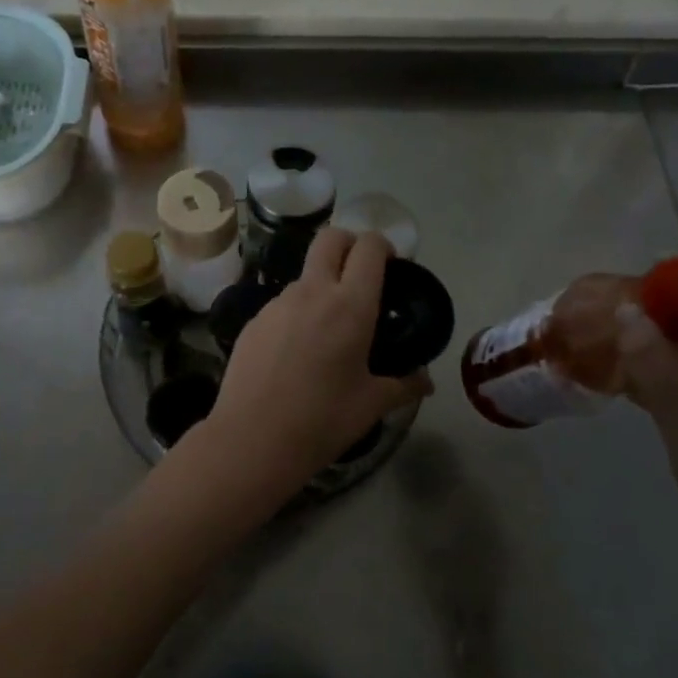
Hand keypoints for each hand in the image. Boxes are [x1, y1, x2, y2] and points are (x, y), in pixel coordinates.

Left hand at [186, 228, 428, 502]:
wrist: (251, 440)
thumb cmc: (322, 420)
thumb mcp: (372, 404)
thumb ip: (404, 385)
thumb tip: (426, 382)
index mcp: (350, 305)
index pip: (369, 247)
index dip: (383, 246)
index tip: (392, 267)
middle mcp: (312, 292)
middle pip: (330, 238)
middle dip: (350, 243)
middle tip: (362, 274)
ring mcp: (277, 303)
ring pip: (305, 273)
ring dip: (322, 283)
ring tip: (329, 328)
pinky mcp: (253, 320)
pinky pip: (283, 303)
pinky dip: (298, 312)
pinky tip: (297, 351)